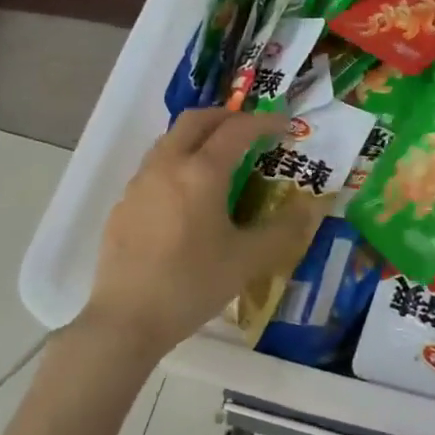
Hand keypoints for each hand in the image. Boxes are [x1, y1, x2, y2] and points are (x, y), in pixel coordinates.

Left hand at [82, 107, 324, 358]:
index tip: (285, 125)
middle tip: (250, 130)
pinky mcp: (124, 204)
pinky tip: (187, 195)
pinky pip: (154, 166)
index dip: (265, 121)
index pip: (237, 129)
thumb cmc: (192, 284)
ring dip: (198, 136)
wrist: (126, 319)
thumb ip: (283, 230)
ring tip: (219, 157)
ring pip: (170, 139)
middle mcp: (167, 165)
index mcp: (201, 172)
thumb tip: (310, 208)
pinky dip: (178, 161)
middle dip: (227, 116)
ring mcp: (140, 183)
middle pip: (196, 120)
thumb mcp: (248, 260)